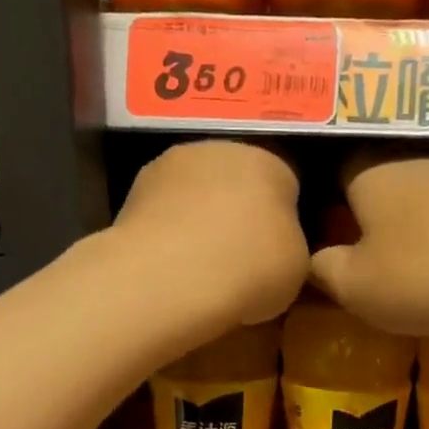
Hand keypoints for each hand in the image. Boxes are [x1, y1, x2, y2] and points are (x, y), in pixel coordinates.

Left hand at [113, 140, 307, 327]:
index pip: (286, 186)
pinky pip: (164, 217)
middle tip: (243, 262)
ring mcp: (167, 167)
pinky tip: (172, 270)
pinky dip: (169, 236)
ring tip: (203, 270)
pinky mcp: (130, 195)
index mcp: (269, 161)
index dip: (285, 223)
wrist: (167, 279)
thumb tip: (275, 246)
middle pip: (237, 183)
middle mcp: (217, 149)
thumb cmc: (249, 268)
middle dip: (239, 215)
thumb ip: (291, 245)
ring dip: (200, 223)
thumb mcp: (297, 267)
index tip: (278, 257)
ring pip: (196, 196)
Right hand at [311, 156, 428, 335]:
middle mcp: (415, 160)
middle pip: (383, 187)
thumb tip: (314, 259)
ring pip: (426, 198)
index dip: (330, 208)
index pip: (335, 176)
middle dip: (377, 221)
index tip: (334, 243)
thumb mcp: (359, 288)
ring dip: (420, 228)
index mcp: (370, 175)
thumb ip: (326, 271)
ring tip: (423, 269)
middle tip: (377, 264)